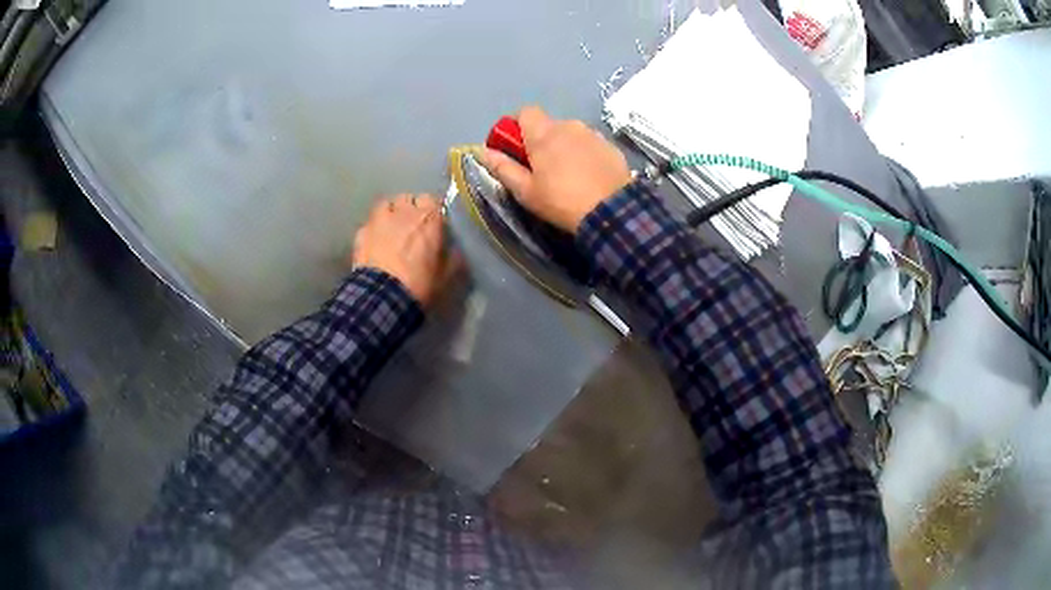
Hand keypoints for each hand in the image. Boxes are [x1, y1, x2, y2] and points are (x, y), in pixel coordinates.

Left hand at [352, 194, 451, 306]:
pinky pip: (370, 224)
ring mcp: (380, 219)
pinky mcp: (362, 232)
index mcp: (429, 218)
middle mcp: (404, 211)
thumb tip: (456, 251)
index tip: (433, 224)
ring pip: (386, 205)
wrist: (382, 296)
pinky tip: (375, 243)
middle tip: (412, 227)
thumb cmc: (419, 283)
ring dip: (390, 213)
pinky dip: (374, 230)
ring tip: (391, 230)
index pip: (432, 200)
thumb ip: (453, 258)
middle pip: (408, 198)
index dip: (432, 211)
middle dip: (410, 209)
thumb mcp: (445, 275)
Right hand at [480, 106, 632, 232]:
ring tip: (568, 174)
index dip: (518, 125)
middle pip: (548, 124)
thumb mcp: (526, 191)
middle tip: (541, 168)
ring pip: (570, 133)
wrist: (613, 211)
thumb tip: (483, 152)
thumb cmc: (562, 201)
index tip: (517, 147)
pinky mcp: (610, 145)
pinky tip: (588, 175)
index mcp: (543, 133)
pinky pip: (590, 142)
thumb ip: (503, 168)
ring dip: (564, 145)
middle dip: (541, 140)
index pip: (525, 111)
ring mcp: (592, 133)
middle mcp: (568, 125)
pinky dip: (584, 152)